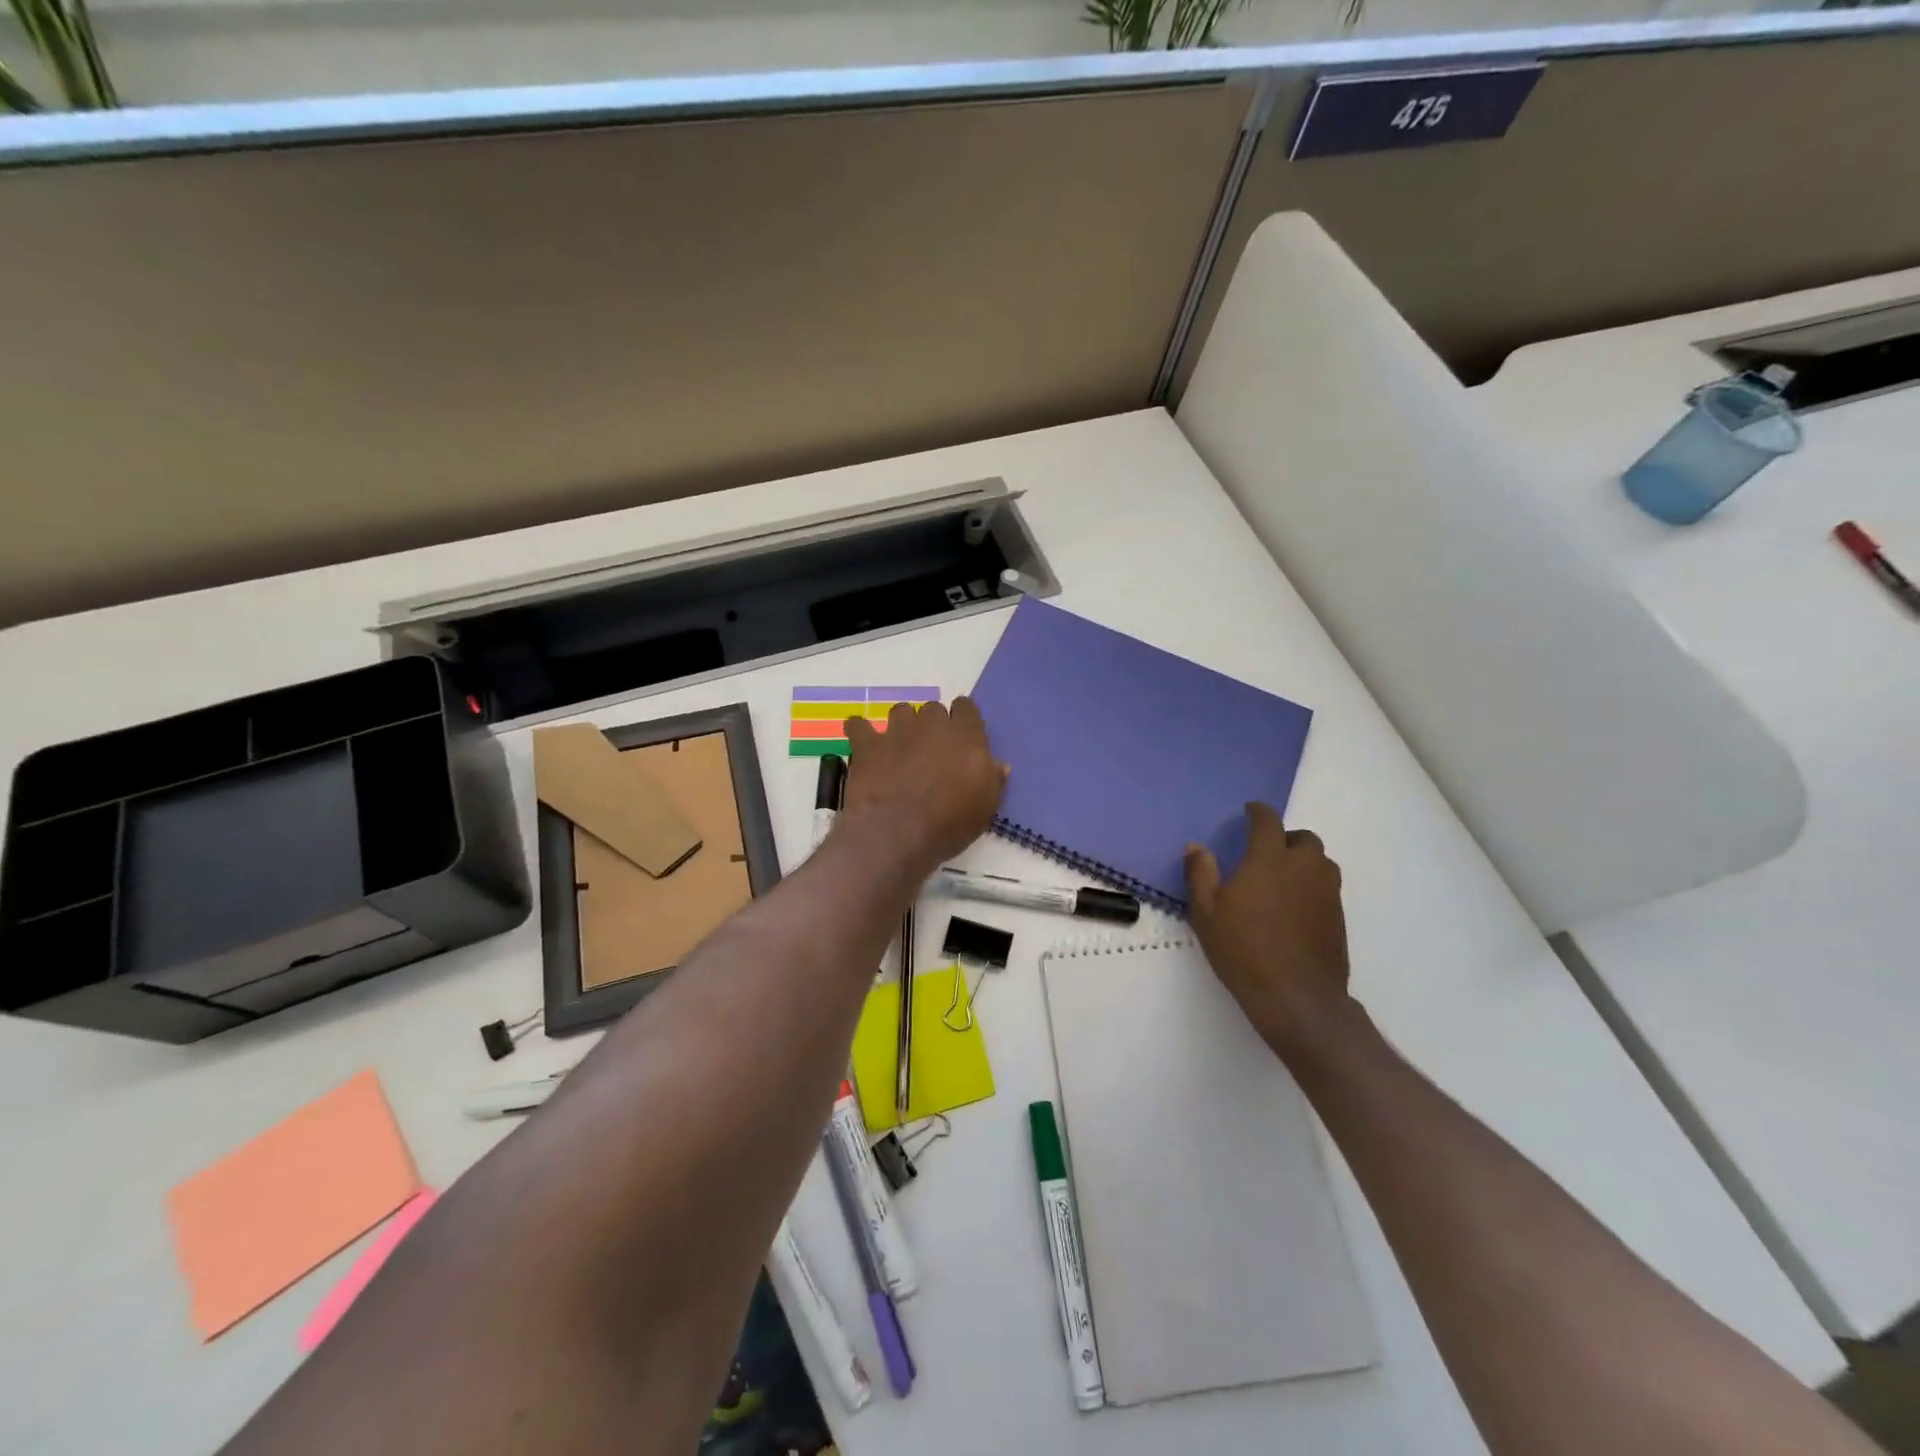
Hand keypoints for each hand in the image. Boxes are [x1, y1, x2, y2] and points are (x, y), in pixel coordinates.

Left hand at [840, 697, 1006, 876]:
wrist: (898, 834)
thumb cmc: (949, 825)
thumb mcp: (985, 809)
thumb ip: (993, 781)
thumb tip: (1000, 765)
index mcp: (966, 736)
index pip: (967, 708)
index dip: (963, 719)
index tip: (961, 737)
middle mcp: (932, 725)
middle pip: (933, 709)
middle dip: (932, 724)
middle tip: (930, 750)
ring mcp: (897, 732)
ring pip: (900, 711)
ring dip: (901, 725)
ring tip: (899, 747)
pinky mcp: (867, 745)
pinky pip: (858, 725)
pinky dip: (860, 731)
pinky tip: (862, 742)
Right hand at [1185, 803, 1353, 1062]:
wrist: (1296, 997)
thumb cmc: (1243, 950)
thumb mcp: (1207, 912)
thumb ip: (1200, 874)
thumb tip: (1196, 847)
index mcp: (1269, 860)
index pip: (1268, 822)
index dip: (1258, 812)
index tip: (1250, 811)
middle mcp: (1304, 868)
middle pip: (1304, 839)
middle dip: (1287, 838)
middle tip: (1267, 852)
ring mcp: (1327, 892)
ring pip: (1321, 862)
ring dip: (1304, 861)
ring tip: (1283, 878)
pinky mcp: (1339, 917)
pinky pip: (1327, 888)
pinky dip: (1313, 886)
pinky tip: (1295, 907)